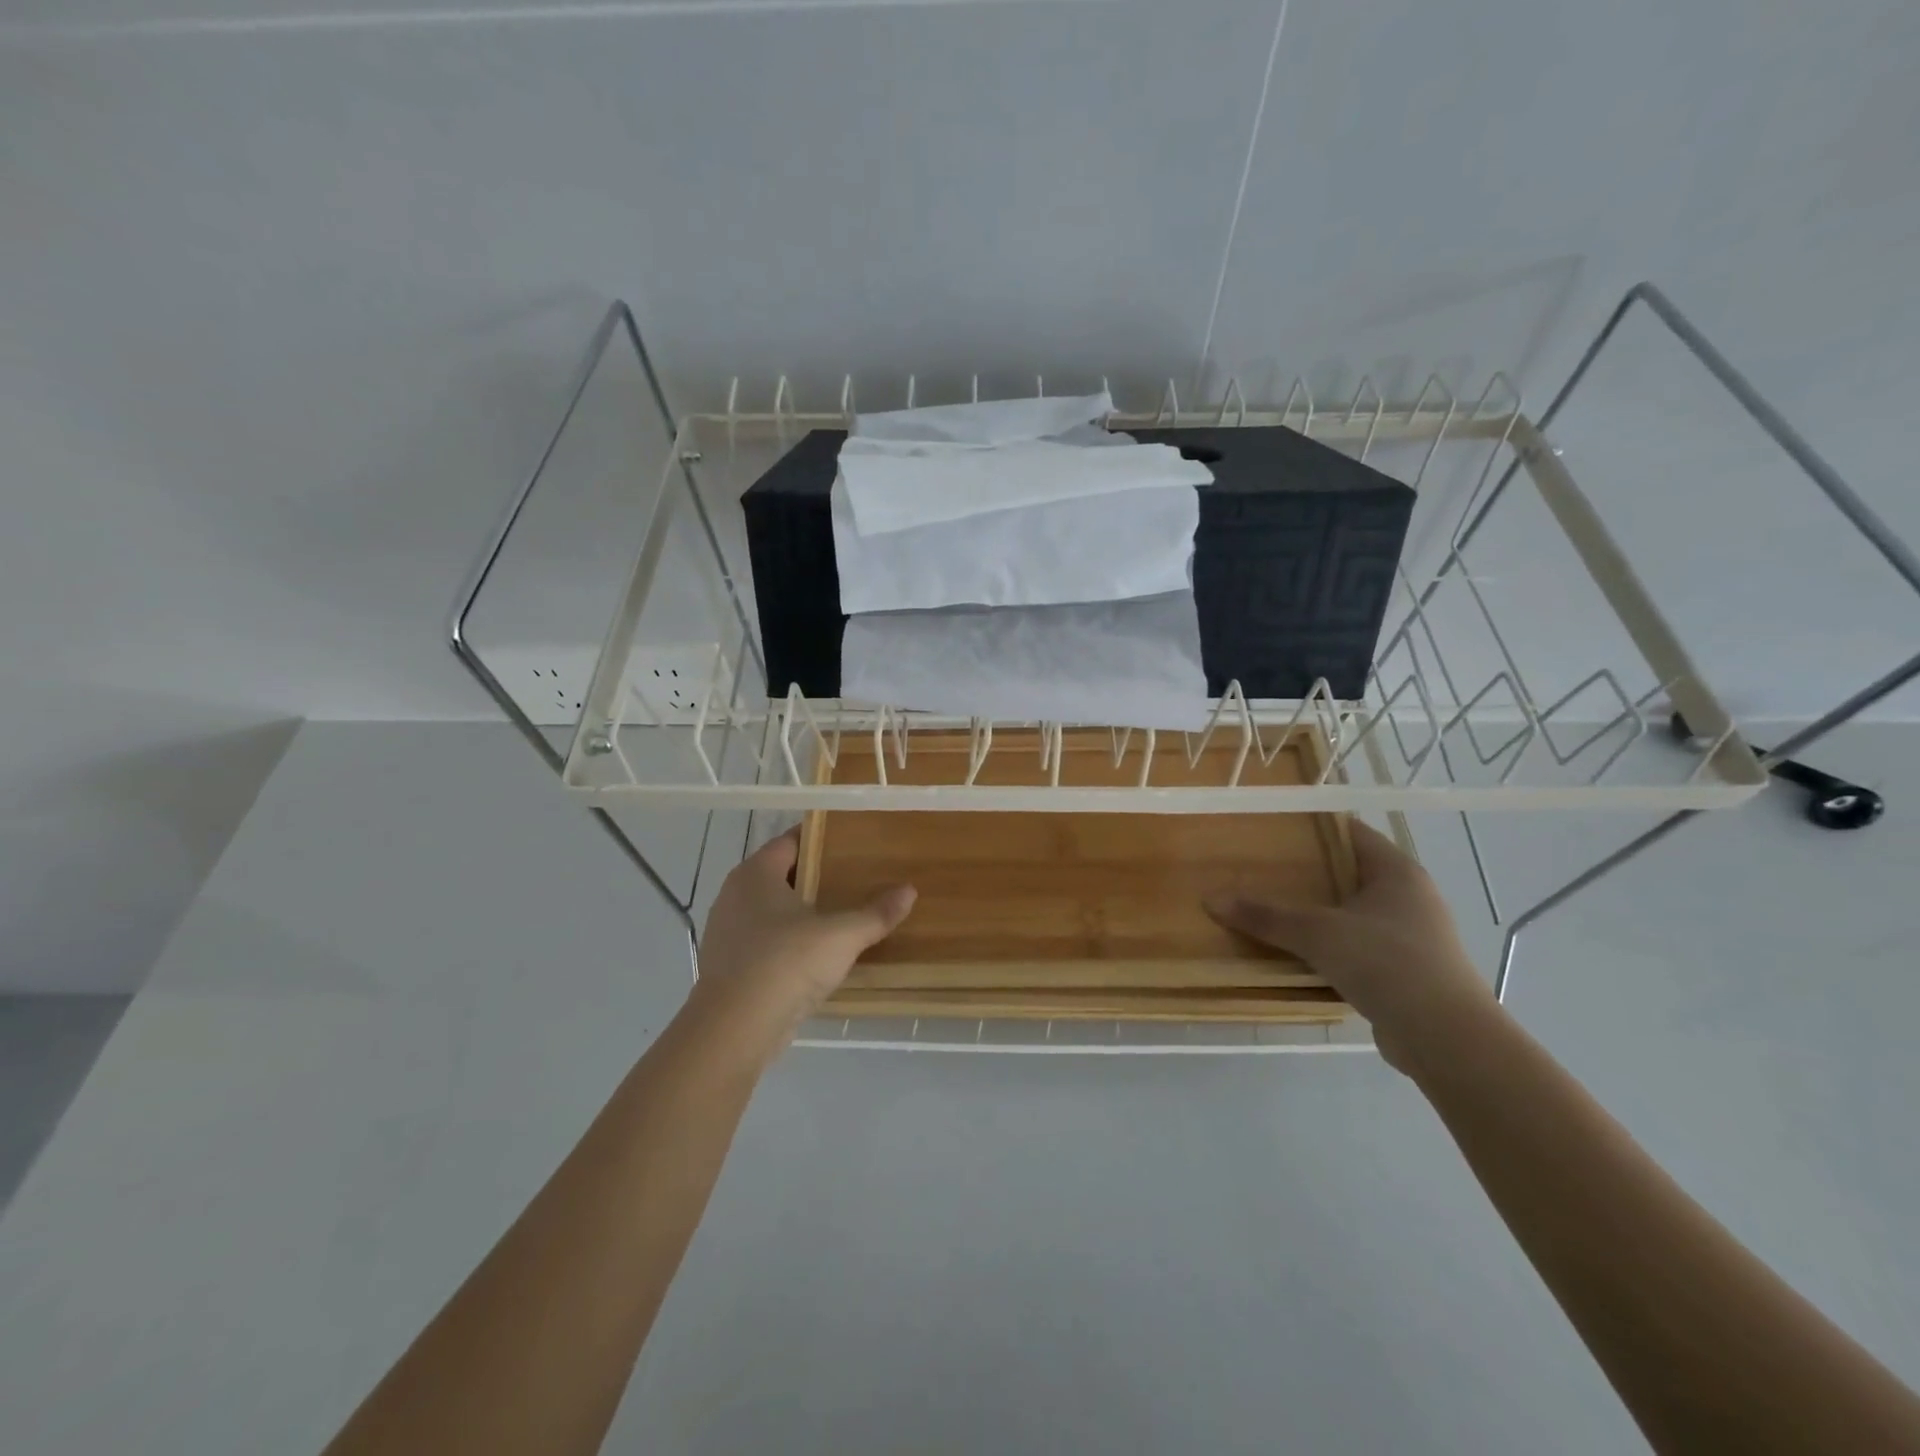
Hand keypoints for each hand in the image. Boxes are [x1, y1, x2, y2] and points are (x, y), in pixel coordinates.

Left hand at [687, 829, 915, 1059]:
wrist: (734, 1030)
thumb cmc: (785, 964)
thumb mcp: (841, 936)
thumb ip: (876, 913)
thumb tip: (909, 890)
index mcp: (755, 874)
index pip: (789, 842)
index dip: (820, 839)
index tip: (851, 842)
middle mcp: (734, 895)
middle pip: (780, 875)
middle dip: (814, 876)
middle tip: (854, 877)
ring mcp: (726, 932)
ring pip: (770, 911)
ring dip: (800, 913)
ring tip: (839, 915)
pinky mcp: (728, 967)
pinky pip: (763, 942)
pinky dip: (787, 943)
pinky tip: (815, 956)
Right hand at [1205, 819, 1496, 1073]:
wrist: (1446, 1039)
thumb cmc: (1386, 963)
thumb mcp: (1317, 934)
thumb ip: (1265, 916)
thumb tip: (1211, 899)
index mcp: (1397, 872)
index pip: (1351, 833)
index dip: (1312, 827)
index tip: (1271, 829)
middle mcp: (1409, 897)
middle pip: (1349, 873)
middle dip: (1307, 873)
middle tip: (1260, 868)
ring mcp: (1412, 937)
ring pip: (1352, 913)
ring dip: (1317, 913)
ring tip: (1270, 909)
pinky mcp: (1407, 972)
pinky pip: (1358, 947)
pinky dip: (1330, 947)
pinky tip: (1298, 953)